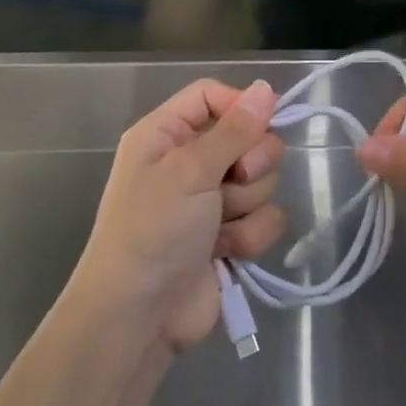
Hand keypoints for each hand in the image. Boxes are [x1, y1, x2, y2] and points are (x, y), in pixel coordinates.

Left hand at [72, 79, 286, 355]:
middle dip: (250, 163)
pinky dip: (249, 236)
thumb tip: (267, 87)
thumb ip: (235, 129)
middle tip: (231, 181)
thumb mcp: (190, 171)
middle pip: (248, 136)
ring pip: (262, 179)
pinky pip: (265, 216)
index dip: (241, 106)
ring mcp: (212, 199)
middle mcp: (190, 161)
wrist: (138, 318)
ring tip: (218, 227)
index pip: (213, 95)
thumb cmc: (152, 230)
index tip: (265, 122)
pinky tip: (225, 253)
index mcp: (166, 134)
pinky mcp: (230, 234)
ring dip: (247, 205)